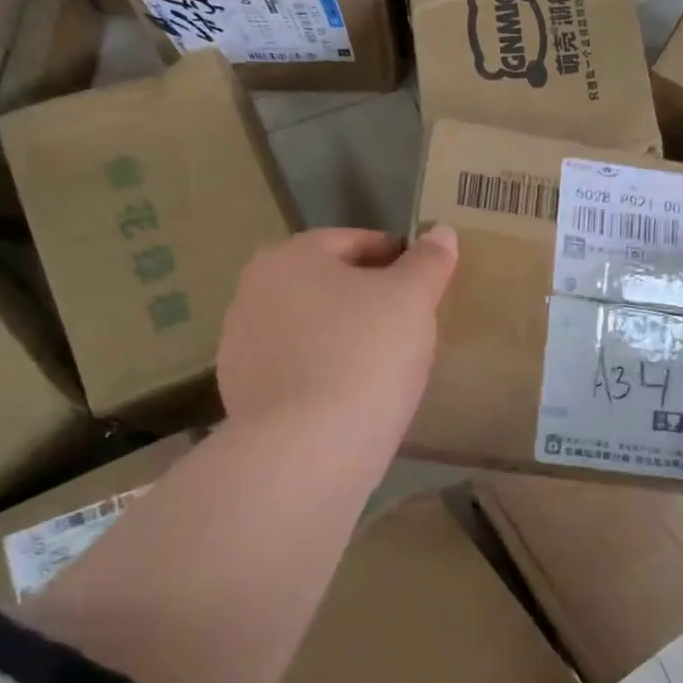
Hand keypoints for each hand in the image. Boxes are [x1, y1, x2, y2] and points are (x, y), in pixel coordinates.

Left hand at [217, 227, 458, 448]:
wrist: (308, 450)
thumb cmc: (365, 356)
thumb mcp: (412, 300)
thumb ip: (429, 261)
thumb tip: (440, 232)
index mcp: (290, 258)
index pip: (353, 242)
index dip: (397, 256)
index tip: (425, 281)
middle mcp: (253, 293)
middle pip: (327, 285)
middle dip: (367, 298)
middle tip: (410, 324)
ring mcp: (241, 346)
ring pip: (310, 329)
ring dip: (344, 336)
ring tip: (384, 365)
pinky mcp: (242, 393)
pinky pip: (298, 370)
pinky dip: (324, 373)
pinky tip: (353, 397)